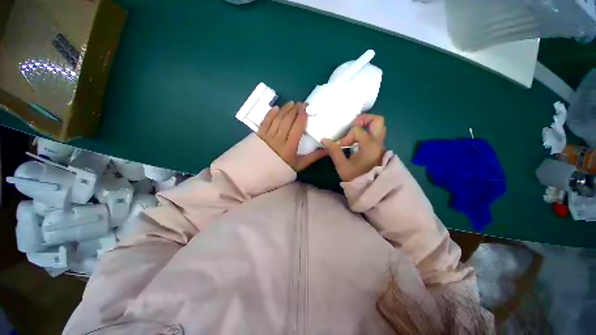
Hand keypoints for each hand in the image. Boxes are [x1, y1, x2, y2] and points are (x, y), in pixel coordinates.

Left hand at [258, 101, 326, 171]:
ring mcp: (267, 136)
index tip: (307, 108)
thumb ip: (313, 157)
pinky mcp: (258, 135)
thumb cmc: (280, 172)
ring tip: (291, 103)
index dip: (302, 116)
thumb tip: (327, 150)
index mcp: (289, 148)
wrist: (256, 176)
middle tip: (300, 103)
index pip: (297, 127)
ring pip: (277, 119)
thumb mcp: (298, 166)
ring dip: (284, 109)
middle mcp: (278, 140)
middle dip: (295, 109)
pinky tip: (276, 108)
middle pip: (287, 120)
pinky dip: (271, 113)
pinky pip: (265, 121)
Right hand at [322, 114, 385, 181]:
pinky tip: (356, 141)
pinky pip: (375, 135)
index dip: (346, 136)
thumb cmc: (356, 178)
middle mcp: (378, 142)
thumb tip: (324, 139)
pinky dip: (367, 133)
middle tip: (352, 126)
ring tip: (353, 133)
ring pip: (378, 127)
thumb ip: (334, 151)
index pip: (357, 131)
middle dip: (364, 119)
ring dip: (366, 126)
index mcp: (370, 145)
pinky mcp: (379, 149)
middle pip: (377, 121)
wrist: (370, 189)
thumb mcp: (342, 165)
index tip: (340, 146)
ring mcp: (380, 145)